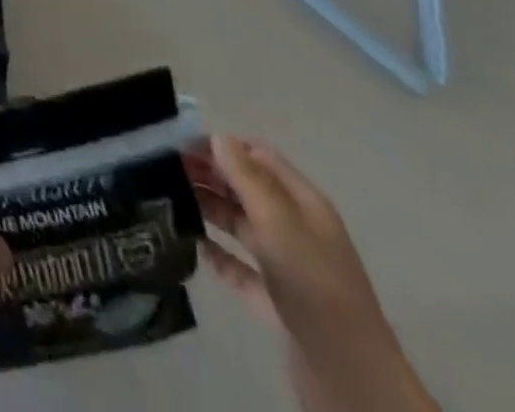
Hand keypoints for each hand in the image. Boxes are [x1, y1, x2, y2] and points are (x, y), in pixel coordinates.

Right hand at [186, 136, 437, 411]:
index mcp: (304, 204)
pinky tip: (194, 247)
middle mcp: (296, 228)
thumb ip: (247, 178)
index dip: (222, 146)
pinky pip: (241, 268)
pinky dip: (218, 254)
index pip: (259, 157)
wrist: (349, 377)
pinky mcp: (276, 300)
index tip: (180, 144)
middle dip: (210, 174)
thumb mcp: (279, 223)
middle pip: (247, 188)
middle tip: (165, 168)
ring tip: (169, 199)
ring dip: (209, 209)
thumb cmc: (313, 285)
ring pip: (241, 225)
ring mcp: (287, 266)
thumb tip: (218, 138)